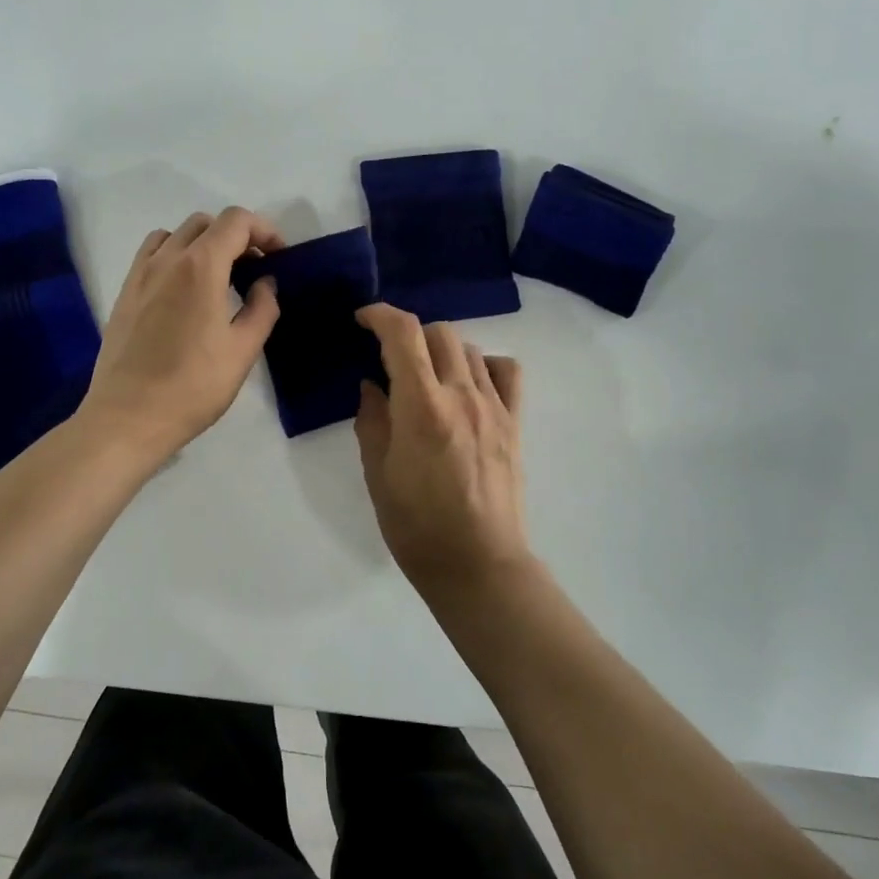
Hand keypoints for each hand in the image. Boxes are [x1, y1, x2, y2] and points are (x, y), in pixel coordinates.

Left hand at [78, 208, 281, 465]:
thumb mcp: (243, 350)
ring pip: (175, 234)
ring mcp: (140, 274)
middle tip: (254, 269)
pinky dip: (174, 255)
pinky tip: (184, 290)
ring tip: (218, 277)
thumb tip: (265, 283)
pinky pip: (151, 254)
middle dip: (236, 236)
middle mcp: (167, 259)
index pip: (236, 221)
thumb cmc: (193, 386)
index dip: (264, 231)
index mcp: (201, 267)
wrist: (129, 417)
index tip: (278, 258)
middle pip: (205, 223)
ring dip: (203, 243)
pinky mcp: (124, 293)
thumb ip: (261, 308)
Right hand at [354, 304, 534, 603]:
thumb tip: (372, 386)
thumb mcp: (378, 475)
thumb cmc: (416, 526)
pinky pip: (506, 372)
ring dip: (442, 350)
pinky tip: (470, 385)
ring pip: (469, 348)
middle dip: (410, 335)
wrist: (478, 563)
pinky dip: (485, 365)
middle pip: (439, 332)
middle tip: (392, 360)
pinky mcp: (514, 422)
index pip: (403, 334)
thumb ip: (372, 421)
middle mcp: (461, 394)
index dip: (380, 314)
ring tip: (428, 376)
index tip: (363, 319)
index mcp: (422, 406)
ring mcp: (494, 406)